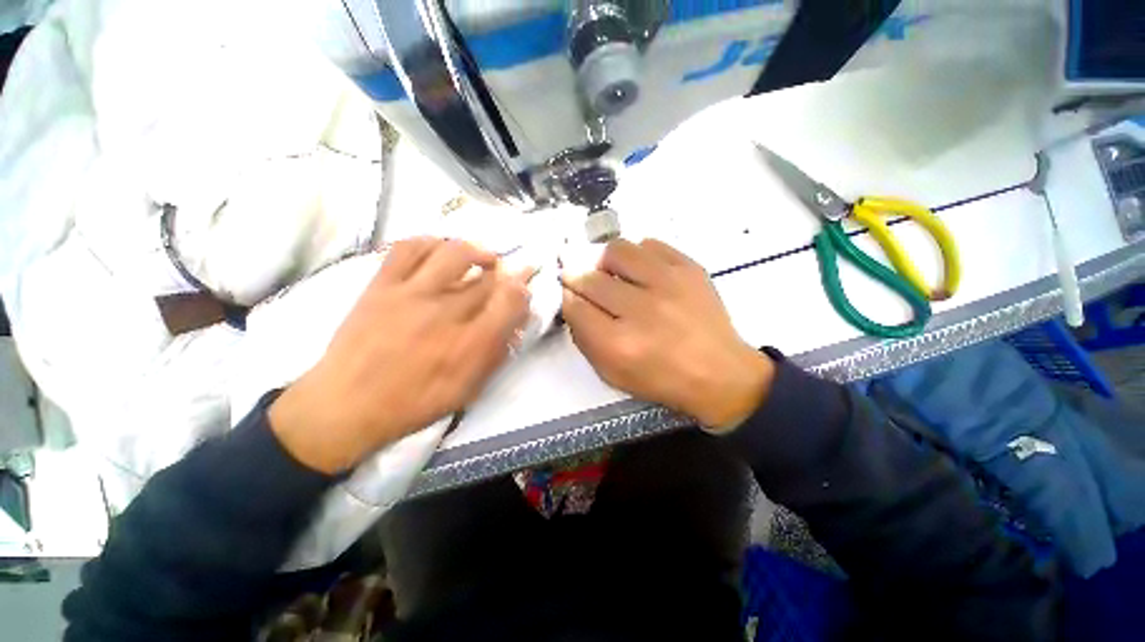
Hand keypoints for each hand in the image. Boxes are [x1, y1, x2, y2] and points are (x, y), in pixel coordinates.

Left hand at [270, 238, 531, 472]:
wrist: (343, 407)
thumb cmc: (413, 404)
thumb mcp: (466, 390)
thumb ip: (496, 354)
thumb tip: (515, 325)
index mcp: (469, 344)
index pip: (510, 302)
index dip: (523, 290)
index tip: (523, 290)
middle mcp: (445, 313)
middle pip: (488, 279)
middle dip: (508, 273)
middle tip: (509, 274)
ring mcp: (410, 294)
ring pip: (454, 253)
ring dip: (477, 251)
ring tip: (483, 258)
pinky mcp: (381, 285)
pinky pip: (409, 248)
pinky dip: (432, 242)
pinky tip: (441, 250)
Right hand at [561, 239, 773, 430]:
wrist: (719, 373)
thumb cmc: (661, 379)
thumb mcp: (612, 374)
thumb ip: (585, 338)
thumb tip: (573, 301)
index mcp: (619, 344)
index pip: (574, 306)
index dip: (567, 297)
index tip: (570, 295)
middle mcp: (641, 310)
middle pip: (591, 278)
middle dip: (578, 278)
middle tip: (583, 281)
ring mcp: (668, 284)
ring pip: (618, 250)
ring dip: (606, 261)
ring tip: (614, 274)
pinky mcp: (689, 269)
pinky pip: (650, 245)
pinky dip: (638, 256)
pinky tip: (642, 272)